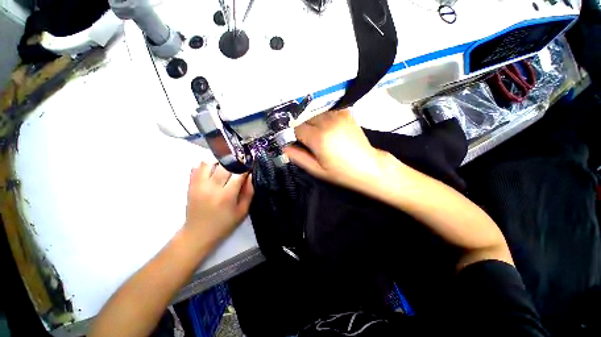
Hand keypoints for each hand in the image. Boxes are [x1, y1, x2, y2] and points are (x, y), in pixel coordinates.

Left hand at [185, 162, 253, 244]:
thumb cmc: (224, 224)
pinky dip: (206, 165)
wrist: (198, 234)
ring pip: (209, 162)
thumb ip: (249, 193)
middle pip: (224, 165)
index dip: (245, 168)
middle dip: (234, 163)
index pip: (238, 174)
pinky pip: (197, 167)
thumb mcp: (242, 211)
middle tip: (239, 165)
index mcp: (227, 196)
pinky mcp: (191, 186)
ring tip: (225, 166)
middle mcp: (212, 187)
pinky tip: (213, 170)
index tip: (249, 167)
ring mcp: (199, 185)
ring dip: (219, 162)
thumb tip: (250, 176)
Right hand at [284, 109, 391, 191]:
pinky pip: (327, 112)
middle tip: (310, 142)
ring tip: (320, 136)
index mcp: (319, 138)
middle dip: (303, 128)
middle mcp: (328, 122)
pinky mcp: (346, 114)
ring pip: (315, 114)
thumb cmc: (342, 172)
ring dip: (313, 123)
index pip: (296, 128)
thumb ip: (299, 157)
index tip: (298, 143)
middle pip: (305, 118)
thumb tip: (285, 147)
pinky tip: (329, 129)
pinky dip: (324, 118)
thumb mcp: (317, 170)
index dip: (295, 136)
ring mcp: (338, 116)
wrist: (369, 166)